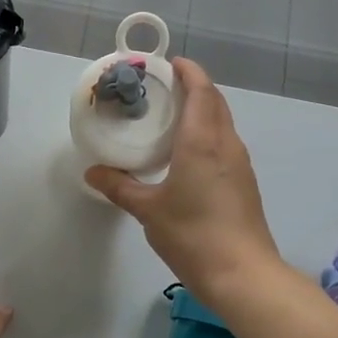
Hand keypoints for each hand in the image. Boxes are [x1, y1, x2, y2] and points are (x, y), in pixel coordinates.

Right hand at [85, 58, 280, 299]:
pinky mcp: (244, 182)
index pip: (201, 90)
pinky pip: (225, 142)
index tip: (169, 62)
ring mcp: (239, 163)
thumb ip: (119, 187)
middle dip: (194, 85)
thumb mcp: (147, 210)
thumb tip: (92, 172)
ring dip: (203, 108)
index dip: (188, 71)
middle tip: (164, 86)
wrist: (243, 275)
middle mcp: (225, 144)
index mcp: (201, 141)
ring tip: (172, 114)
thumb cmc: (193, 235)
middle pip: (215, 101)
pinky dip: (208, 131)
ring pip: (223, 121)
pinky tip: (188, 151)